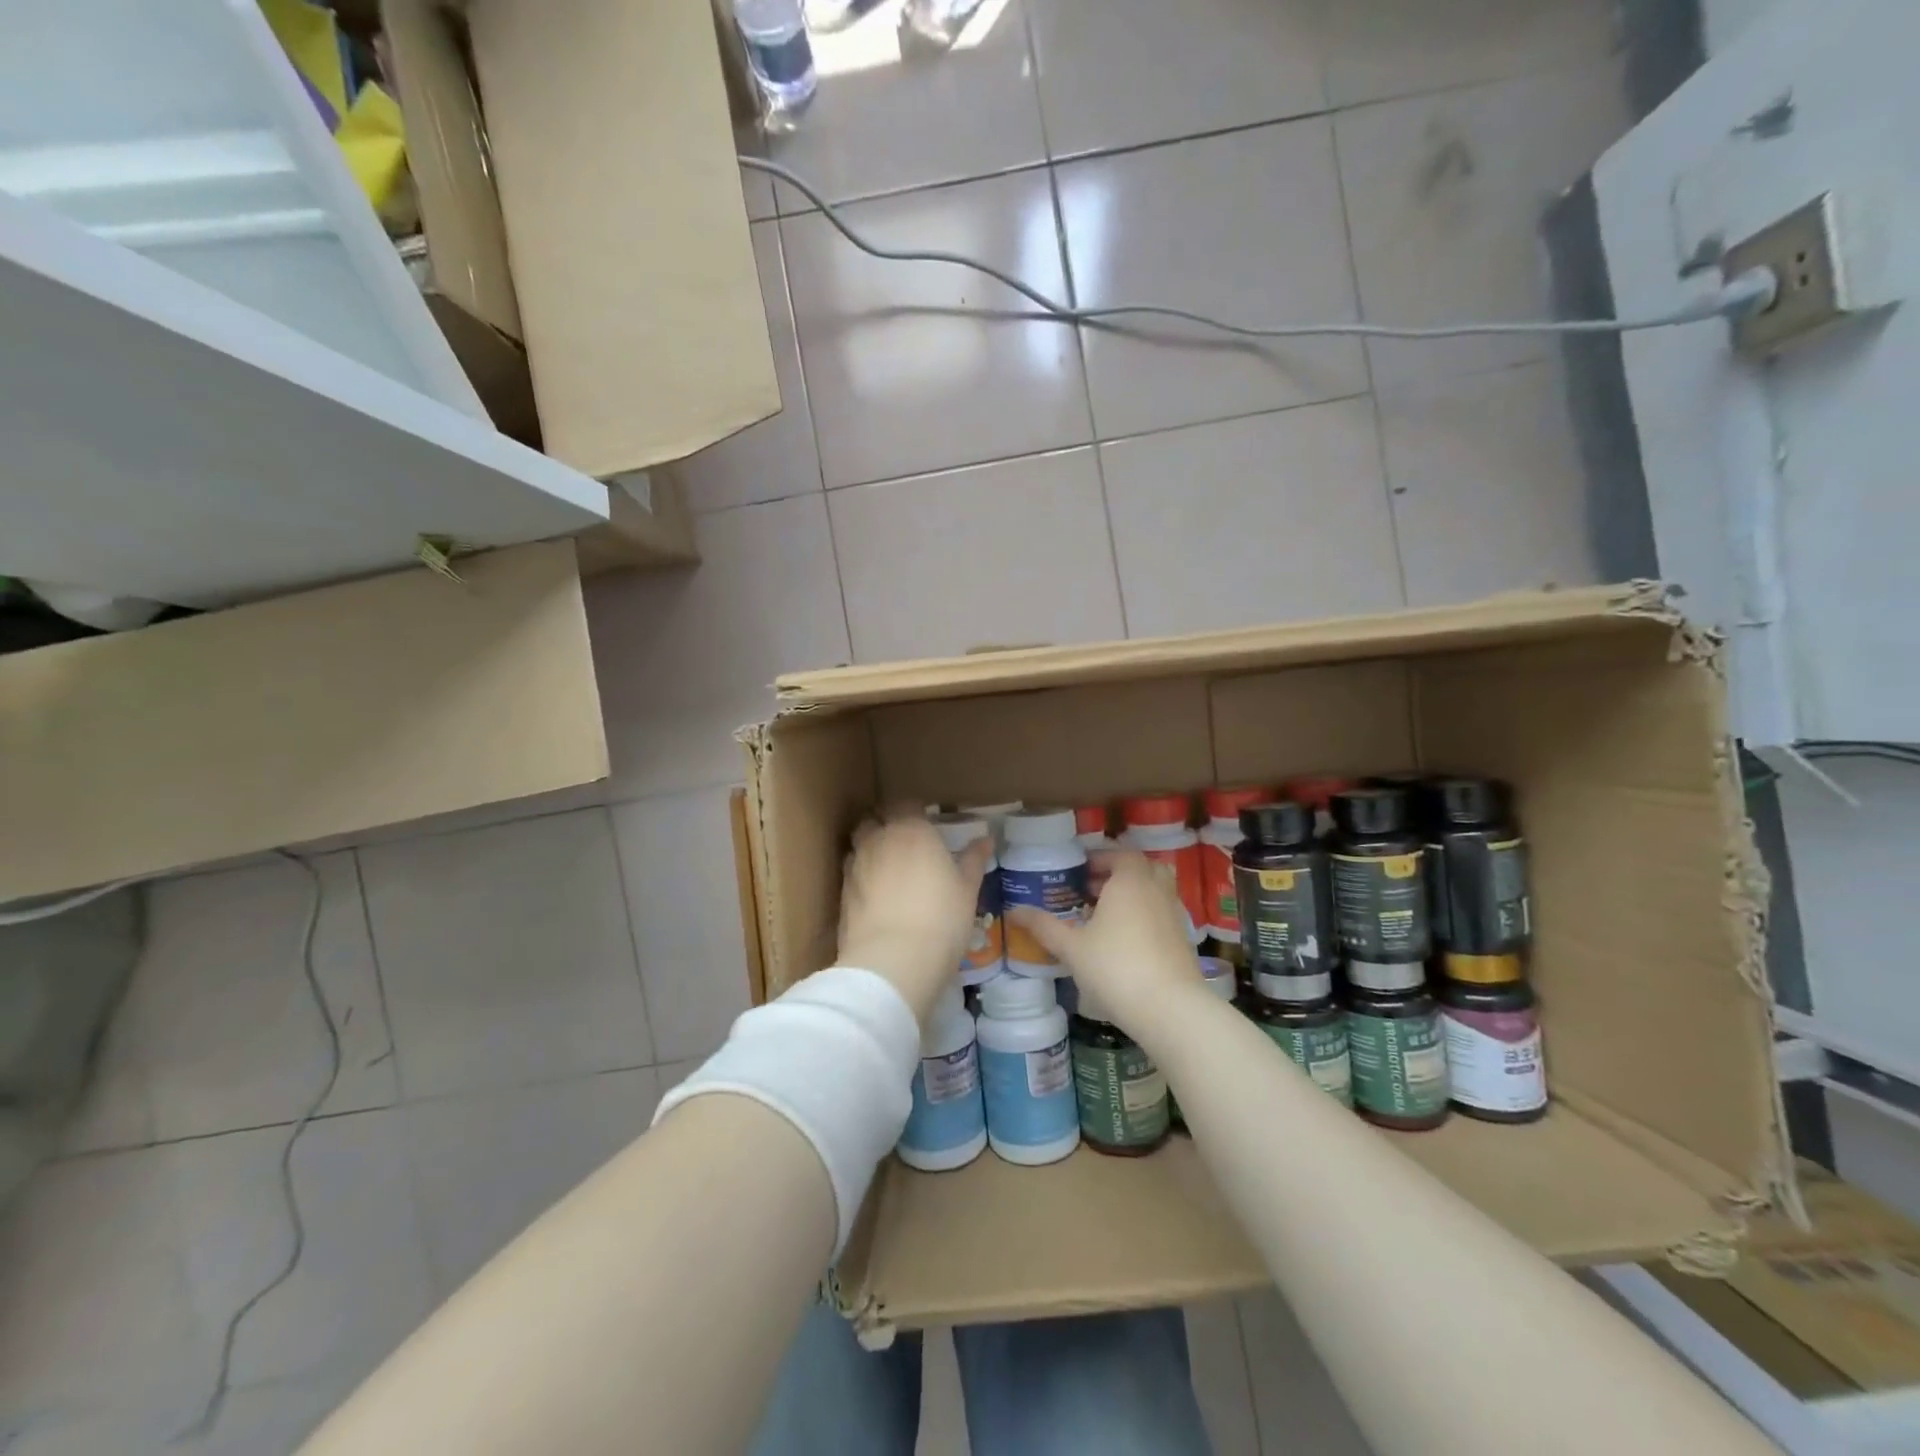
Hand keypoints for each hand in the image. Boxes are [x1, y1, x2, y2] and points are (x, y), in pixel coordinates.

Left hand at [838, 812, 990, 1022]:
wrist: (893, 962)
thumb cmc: (941, 919)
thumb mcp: (967, 890)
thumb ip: (973, 860)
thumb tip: (985, 840)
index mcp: (911, 830)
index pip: (907, 804)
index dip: (916, 812)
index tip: (928, 825)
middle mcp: (878, 839)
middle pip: (875, 820)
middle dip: (886, 825)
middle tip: (906, 845)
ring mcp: (856, 865)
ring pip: (860, 845)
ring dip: (871, 850)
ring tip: (890, 871)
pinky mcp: (842, 893)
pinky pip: (852, 873)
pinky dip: (863, 877)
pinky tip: (877, 897)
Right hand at [1006, 851, 1202, 1036]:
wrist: (1170, 1009)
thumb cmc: (1116, 967)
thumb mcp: (1072, 947)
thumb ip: (1044, 926)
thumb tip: (1014, 911)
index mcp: (1130, 881)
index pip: (1121, 854)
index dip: (1100, 859)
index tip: (1079, 872)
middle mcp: (1156, 890)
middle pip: (1142, 869)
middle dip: (1117, 875)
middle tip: (1090, 890)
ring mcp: (1174, 915)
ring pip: (1155, 892)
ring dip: (1133, 896)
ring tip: (1105, 916)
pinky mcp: (1183, 940)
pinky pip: (1161, 915)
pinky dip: (1145, 917)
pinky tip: (1124, 942)